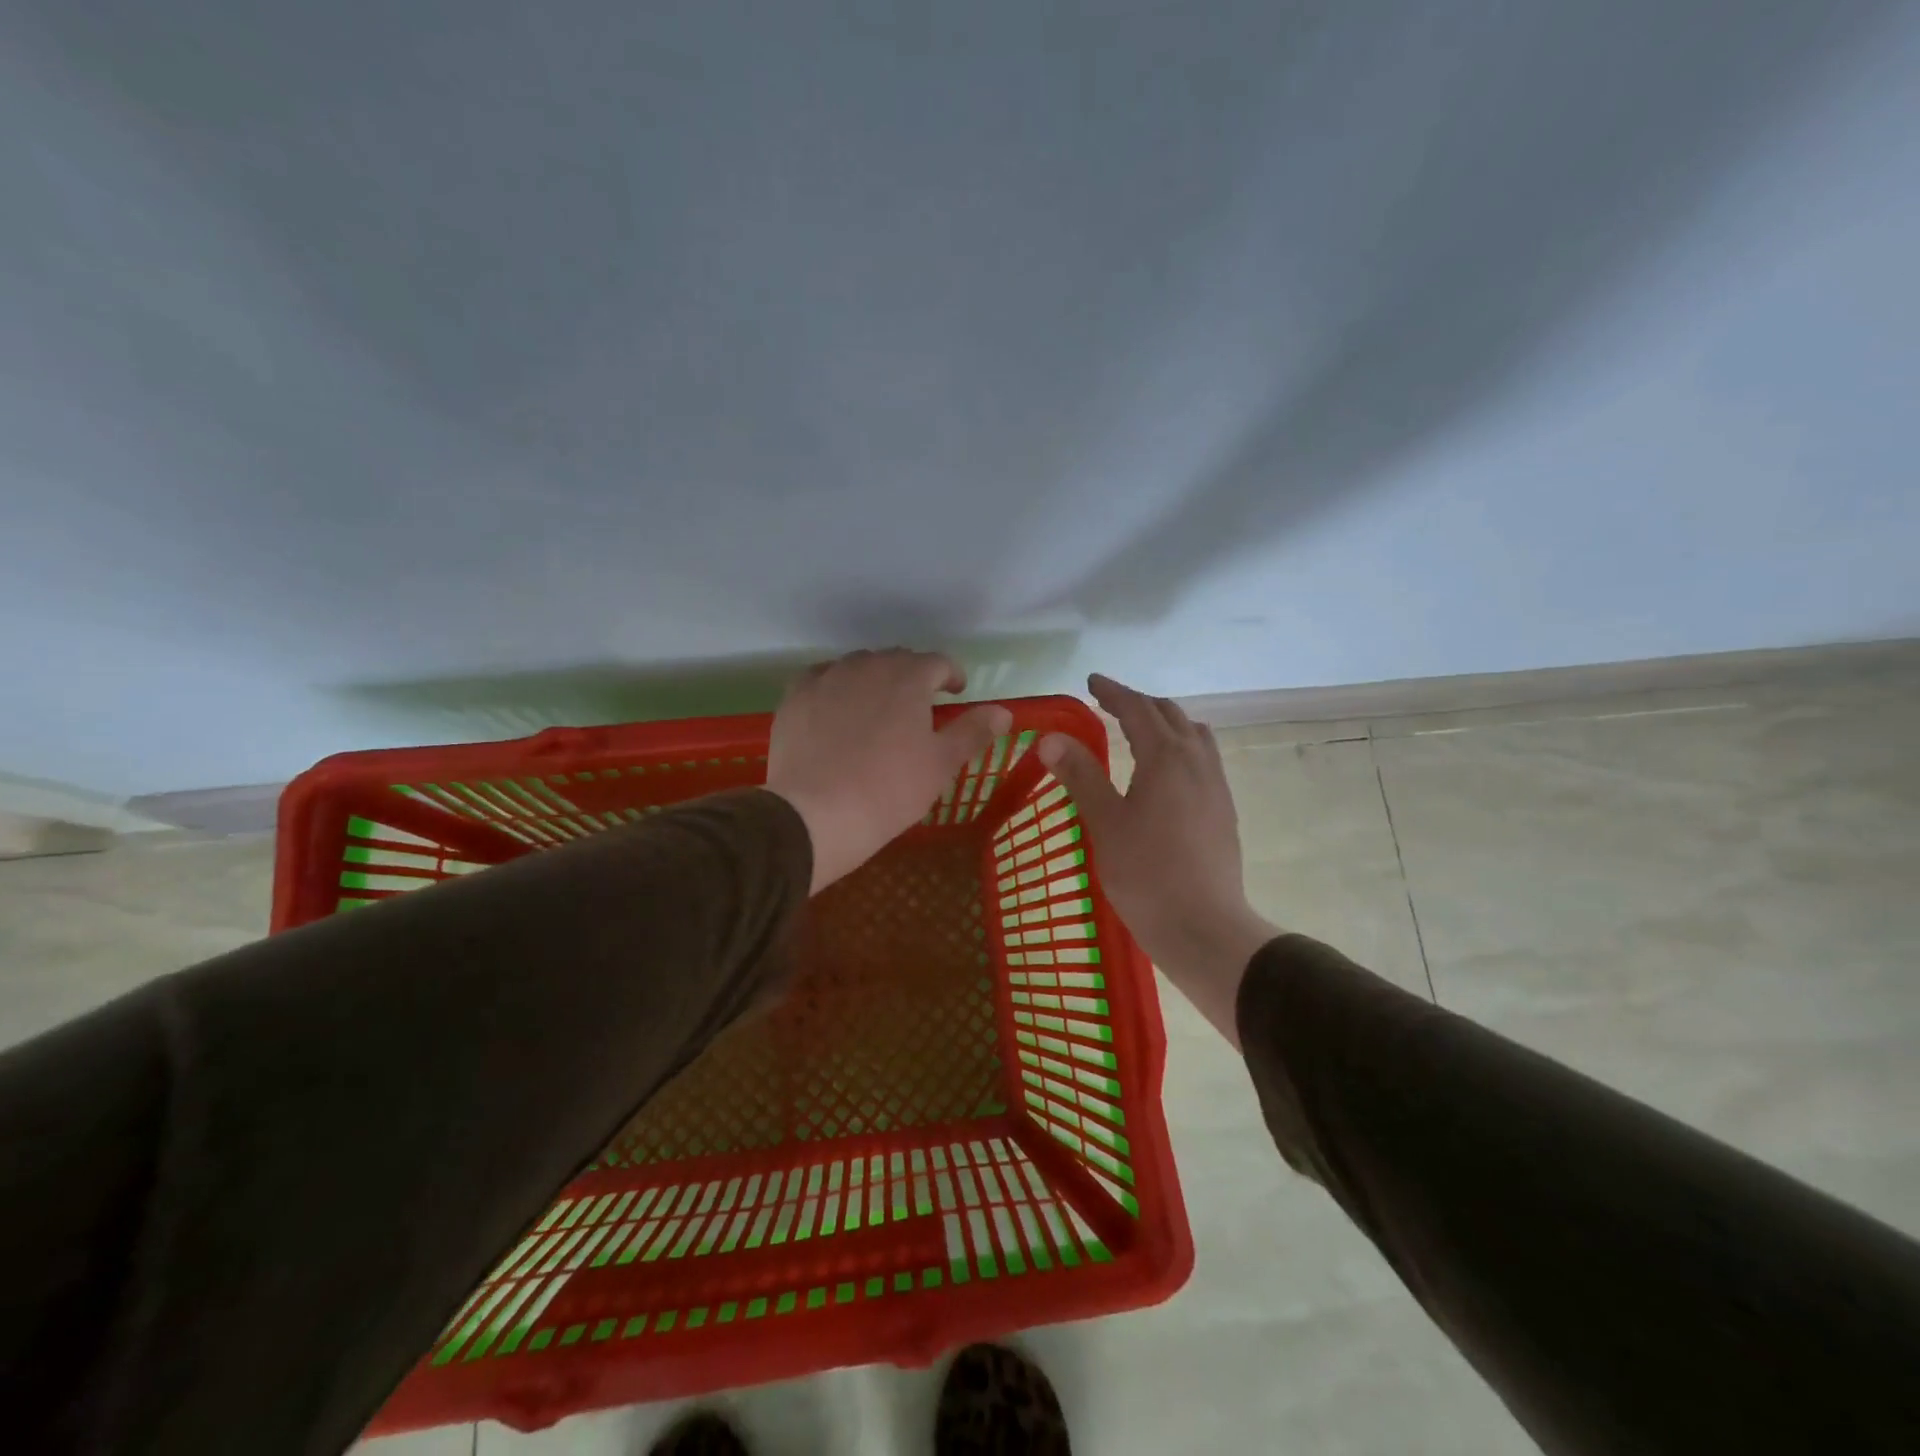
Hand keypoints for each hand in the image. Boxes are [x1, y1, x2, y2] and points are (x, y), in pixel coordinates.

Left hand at [767, 649, 1012, 893]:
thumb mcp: (941, 764)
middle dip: (913, 677)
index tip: (956, 692)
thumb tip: (1004, 712)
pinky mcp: (796, 696)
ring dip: (875, 680)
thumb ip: (973, 731)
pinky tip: (837, 711)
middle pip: (897, 660)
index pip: (938, 662)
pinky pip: (823, 679)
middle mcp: (867, 665)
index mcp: (909, 677)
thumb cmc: (889, 790)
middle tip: (919, 706)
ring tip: (877, 708)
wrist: (815, 813)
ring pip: (858, 667)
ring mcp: (827, 677)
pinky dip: (836, 688)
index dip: (952, 675)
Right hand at [1037, 674, 1278, 1047]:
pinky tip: (1166, 772)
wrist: (1205, 927)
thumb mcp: (1105, 823)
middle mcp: (1197, 761)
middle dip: (1138, 703)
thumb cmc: (1147, 874)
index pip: (1137, 709)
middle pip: (1169, 715)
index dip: (1113, 692)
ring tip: (1140, 730)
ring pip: (1193, 735)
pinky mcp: (1223, 809)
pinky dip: (1181, 746)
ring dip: (1165, 722)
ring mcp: (1216, 785)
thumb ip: (1080, 775)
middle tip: (1108, 703)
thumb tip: (1051, 738)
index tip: (1091, 682)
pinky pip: (1203, 758)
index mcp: (1166, 757)